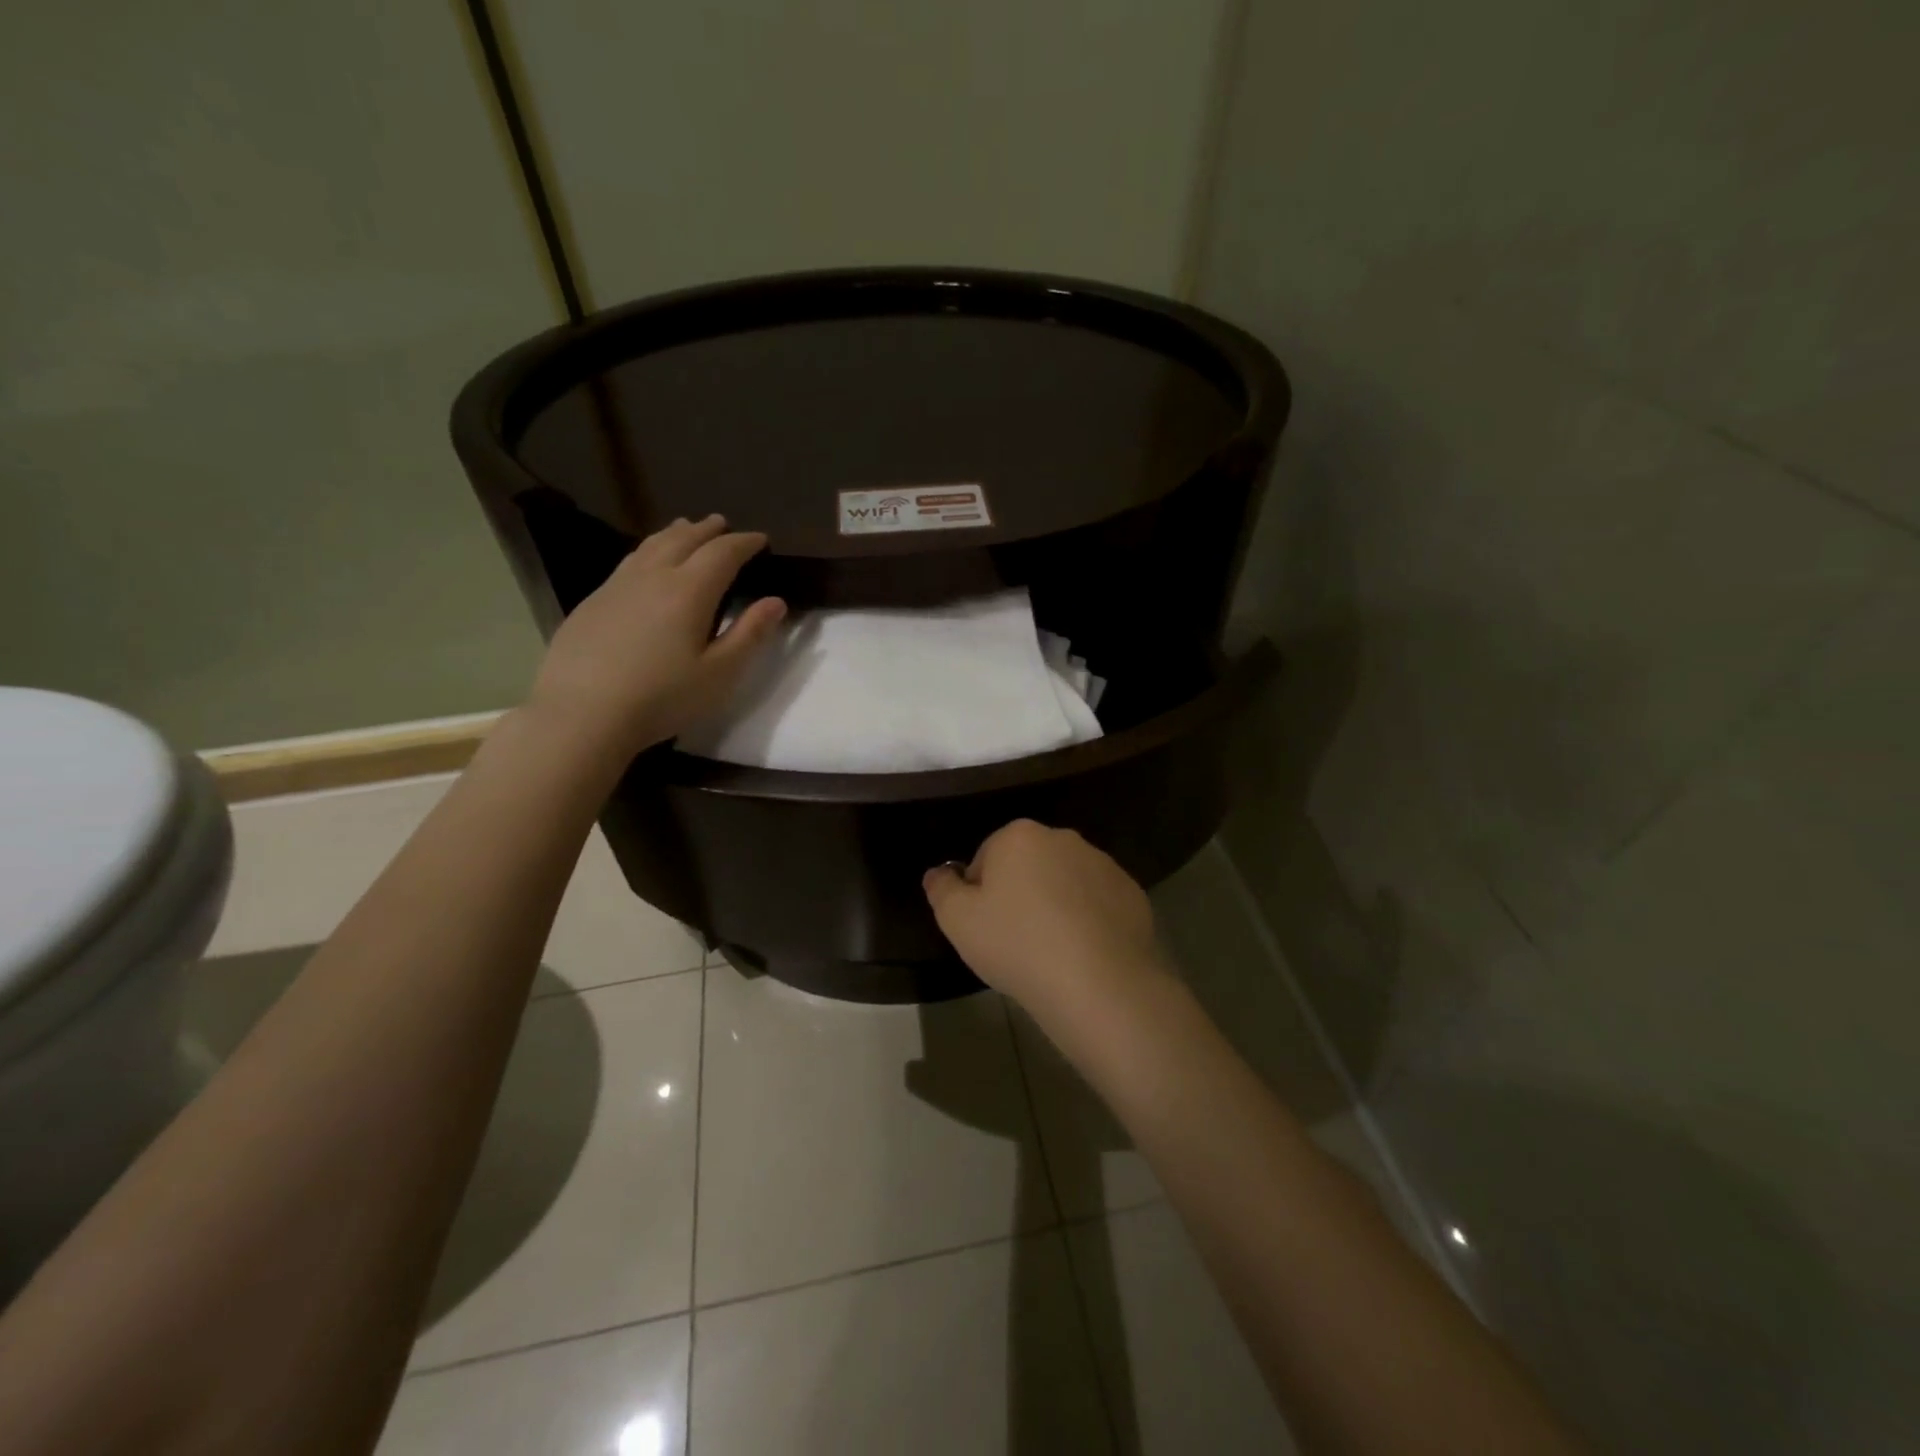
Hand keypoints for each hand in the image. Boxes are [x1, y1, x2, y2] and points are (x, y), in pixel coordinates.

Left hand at [527, 515, 784, 761]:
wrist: (582, 714)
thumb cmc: (662, 698)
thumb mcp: (719, 674)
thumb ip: (749, 635)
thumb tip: (776, 602)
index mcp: (689, 591)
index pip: (722, 553)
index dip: (744, 543)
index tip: (760, 540)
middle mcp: (652, 577)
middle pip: (683, 539)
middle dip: (708, 530)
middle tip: (723, 524)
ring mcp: (617, 586)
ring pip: (651, 545)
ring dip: (675, 533)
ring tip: (686, 527)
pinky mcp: (593, 602)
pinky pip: (628, 562)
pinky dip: (648, 550)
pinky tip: (646, 562)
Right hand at [923, 820, 1167, 1016]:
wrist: (1098, 983)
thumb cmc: (1017, 944)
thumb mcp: (958, 921)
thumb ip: (941, 889)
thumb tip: (938, 872)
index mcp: (1019, 836)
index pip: (987, 857)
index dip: (980, 893)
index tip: (985, 928)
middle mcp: (1064, 838)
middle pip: (1028, 865)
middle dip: (1020, 894)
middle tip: (1015, 940)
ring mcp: (1104, 864)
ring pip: (1065, 882)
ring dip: (1055, 906)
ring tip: (1051, 952)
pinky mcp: (1132, 893)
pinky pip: (1097, 904)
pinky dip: (1088, 921)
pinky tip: (1083, 955)